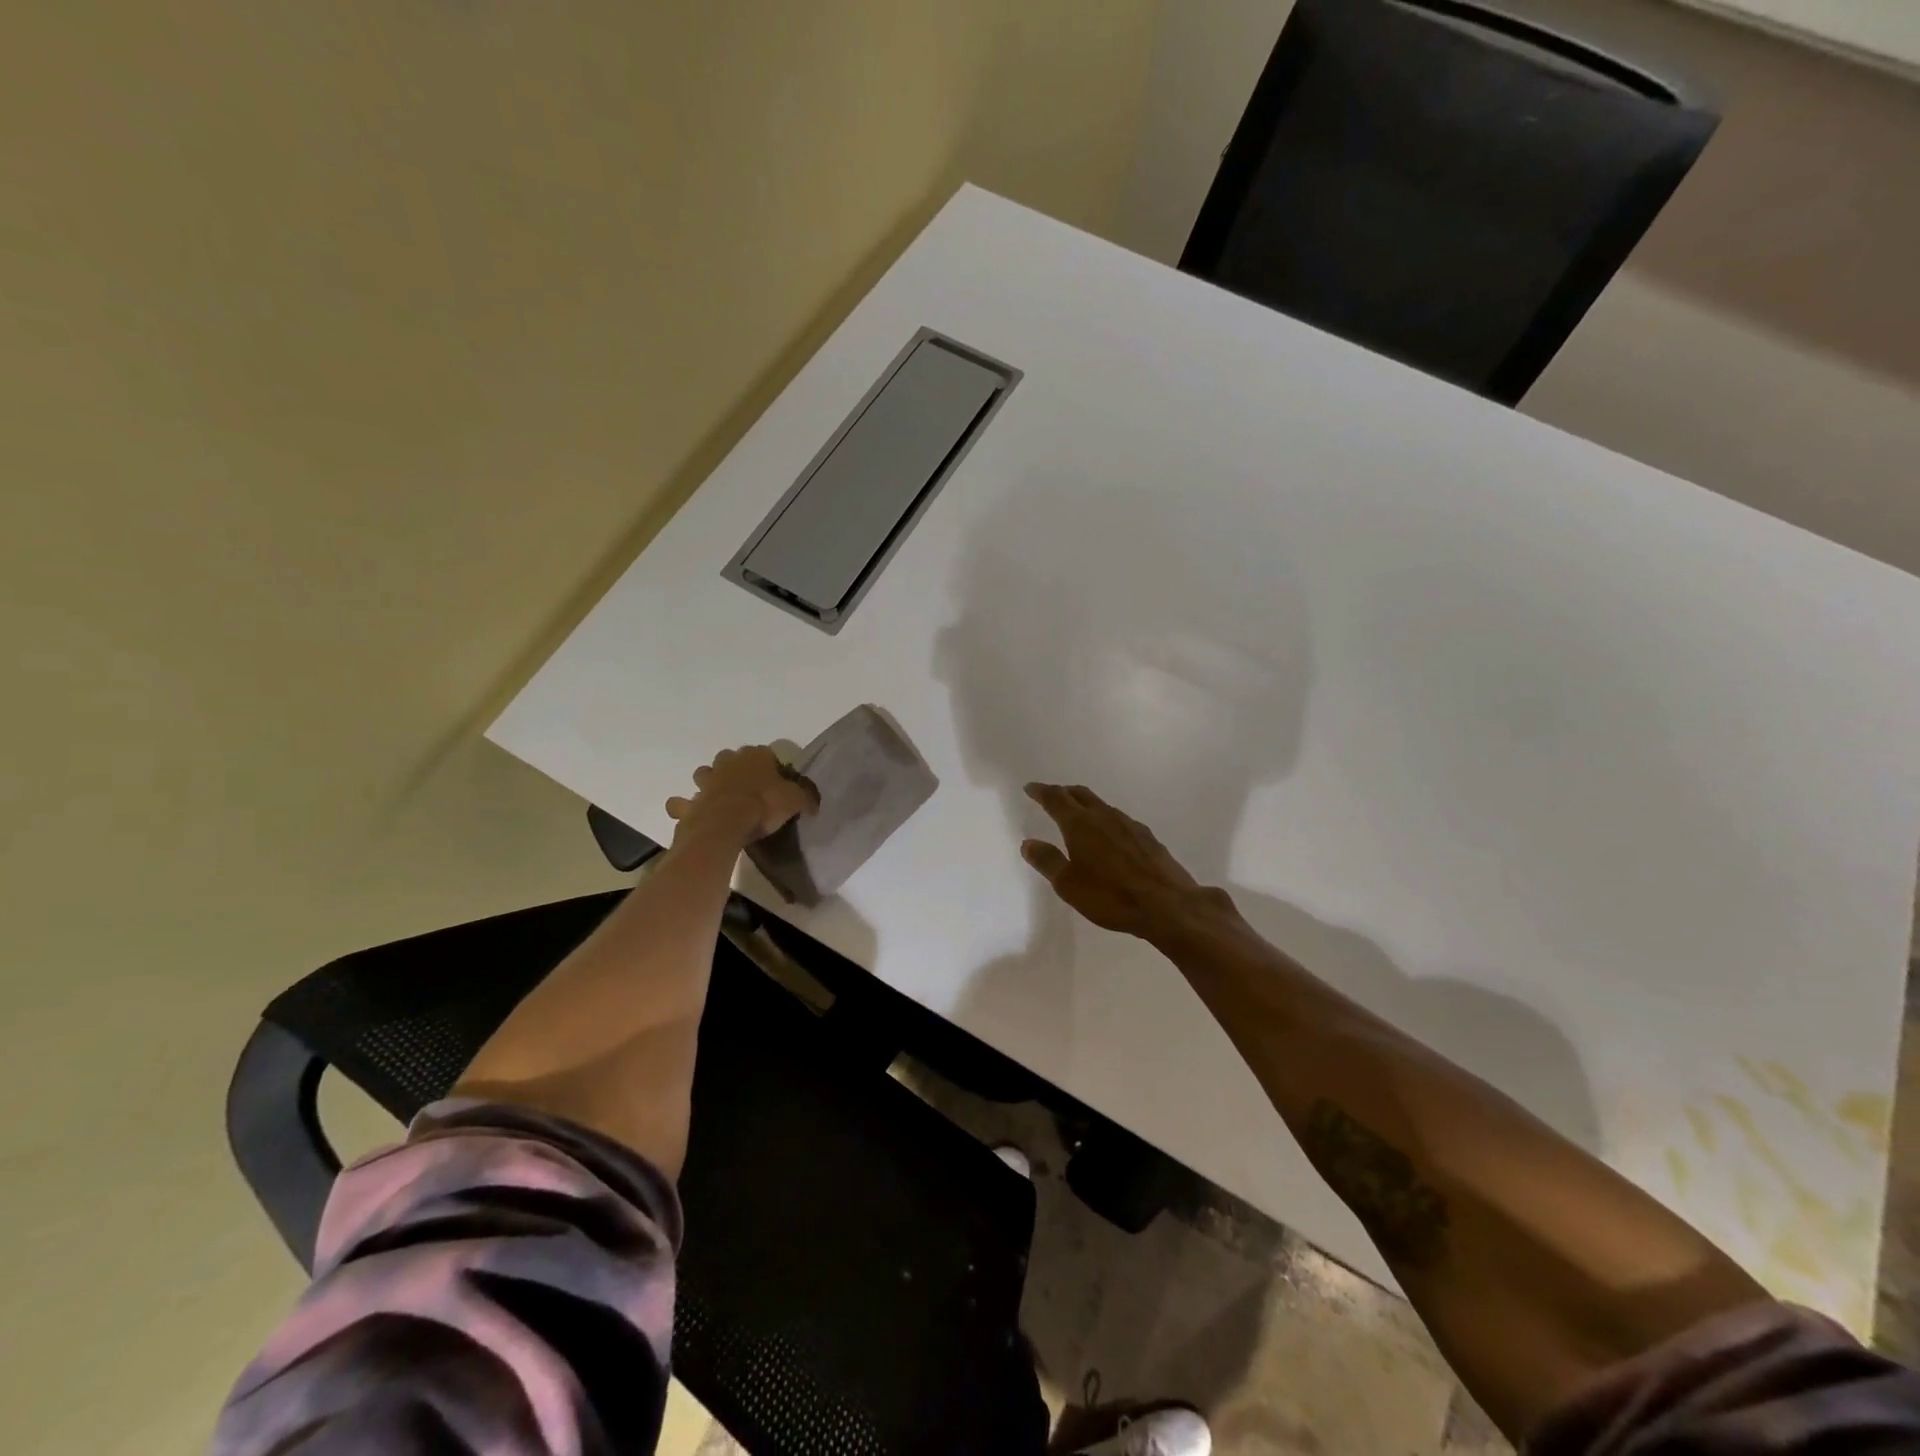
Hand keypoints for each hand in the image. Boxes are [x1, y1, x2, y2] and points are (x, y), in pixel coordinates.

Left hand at [666, 745, 818, 845]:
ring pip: (704, 774)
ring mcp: (706, 782)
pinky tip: (690, 814)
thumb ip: (805, 798)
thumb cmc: (764, 805)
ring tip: (719, 797)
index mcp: (755, 756)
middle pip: (730, 759)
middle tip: (747, 787)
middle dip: (735, 769)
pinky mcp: (690, 803)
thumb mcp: (795, 800)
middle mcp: (728, 763)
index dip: (771, 767)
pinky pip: (682, 803)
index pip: (765, 754)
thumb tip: (813, 803)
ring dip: (709, 782)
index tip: (776, 781)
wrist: (725, 825)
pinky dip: (684, 807)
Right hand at [1019, 783, 1213, 937]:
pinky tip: (1108, 836)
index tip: (1030, 788)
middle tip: (1051, 796)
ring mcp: (1129, 824)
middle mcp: (1104, 816)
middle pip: (1080, 794)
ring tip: (1077, 815)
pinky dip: (1105, 820)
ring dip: (1085, 805)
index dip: (1041, 792)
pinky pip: (1119, 820)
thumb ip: (1047, 861)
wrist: (1167, 905)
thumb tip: (1028, 843)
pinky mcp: (1147, 837)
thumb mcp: (1068, 885)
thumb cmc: (1110, 896)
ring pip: (1101, 805)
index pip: (1055, 799)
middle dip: (1063, 792)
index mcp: (1080, 824)